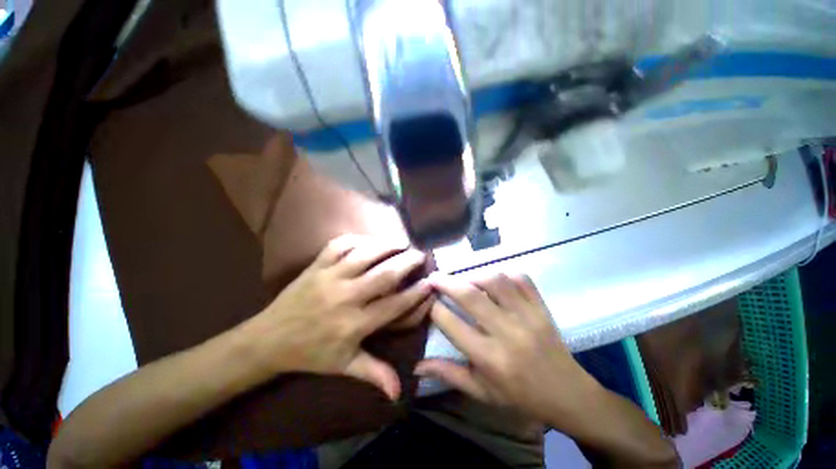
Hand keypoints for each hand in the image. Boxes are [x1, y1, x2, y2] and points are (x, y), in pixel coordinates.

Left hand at [241, 234, 432, 399]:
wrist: (268, 340)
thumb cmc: (311, 354)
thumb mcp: (343, 366)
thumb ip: (373, 374)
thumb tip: (400, 393)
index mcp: (354, 324)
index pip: (394, 305)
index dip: (415, 293)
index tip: (430, 282)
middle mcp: (345, 297)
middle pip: (384, 275)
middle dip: (407, 262)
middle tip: (420, 254)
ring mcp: (329, 277)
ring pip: (364, 254)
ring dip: (387, 245)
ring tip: (402, 242)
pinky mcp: (316, 266)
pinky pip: (339, 245)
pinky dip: (358, 239)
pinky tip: (370, 240)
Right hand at [415, 273, 600, 424]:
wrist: (567, 394)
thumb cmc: (519, 396)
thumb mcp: (481, 391)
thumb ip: (448, 374)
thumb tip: (416, 365)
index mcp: (490, 358)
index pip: (452, 324)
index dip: (434, 308)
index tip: (426, 299)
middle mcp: (507, 333)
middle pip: (470, 296)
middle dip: (446, 282)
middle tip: (434, 276)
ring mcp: (528, 316)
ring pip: (496, 281)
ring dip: (474, 276)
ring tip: (465, 280)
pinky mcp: (541, 307)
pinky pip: (521, 279)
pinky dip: (504, 274)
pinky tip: (494, 281)